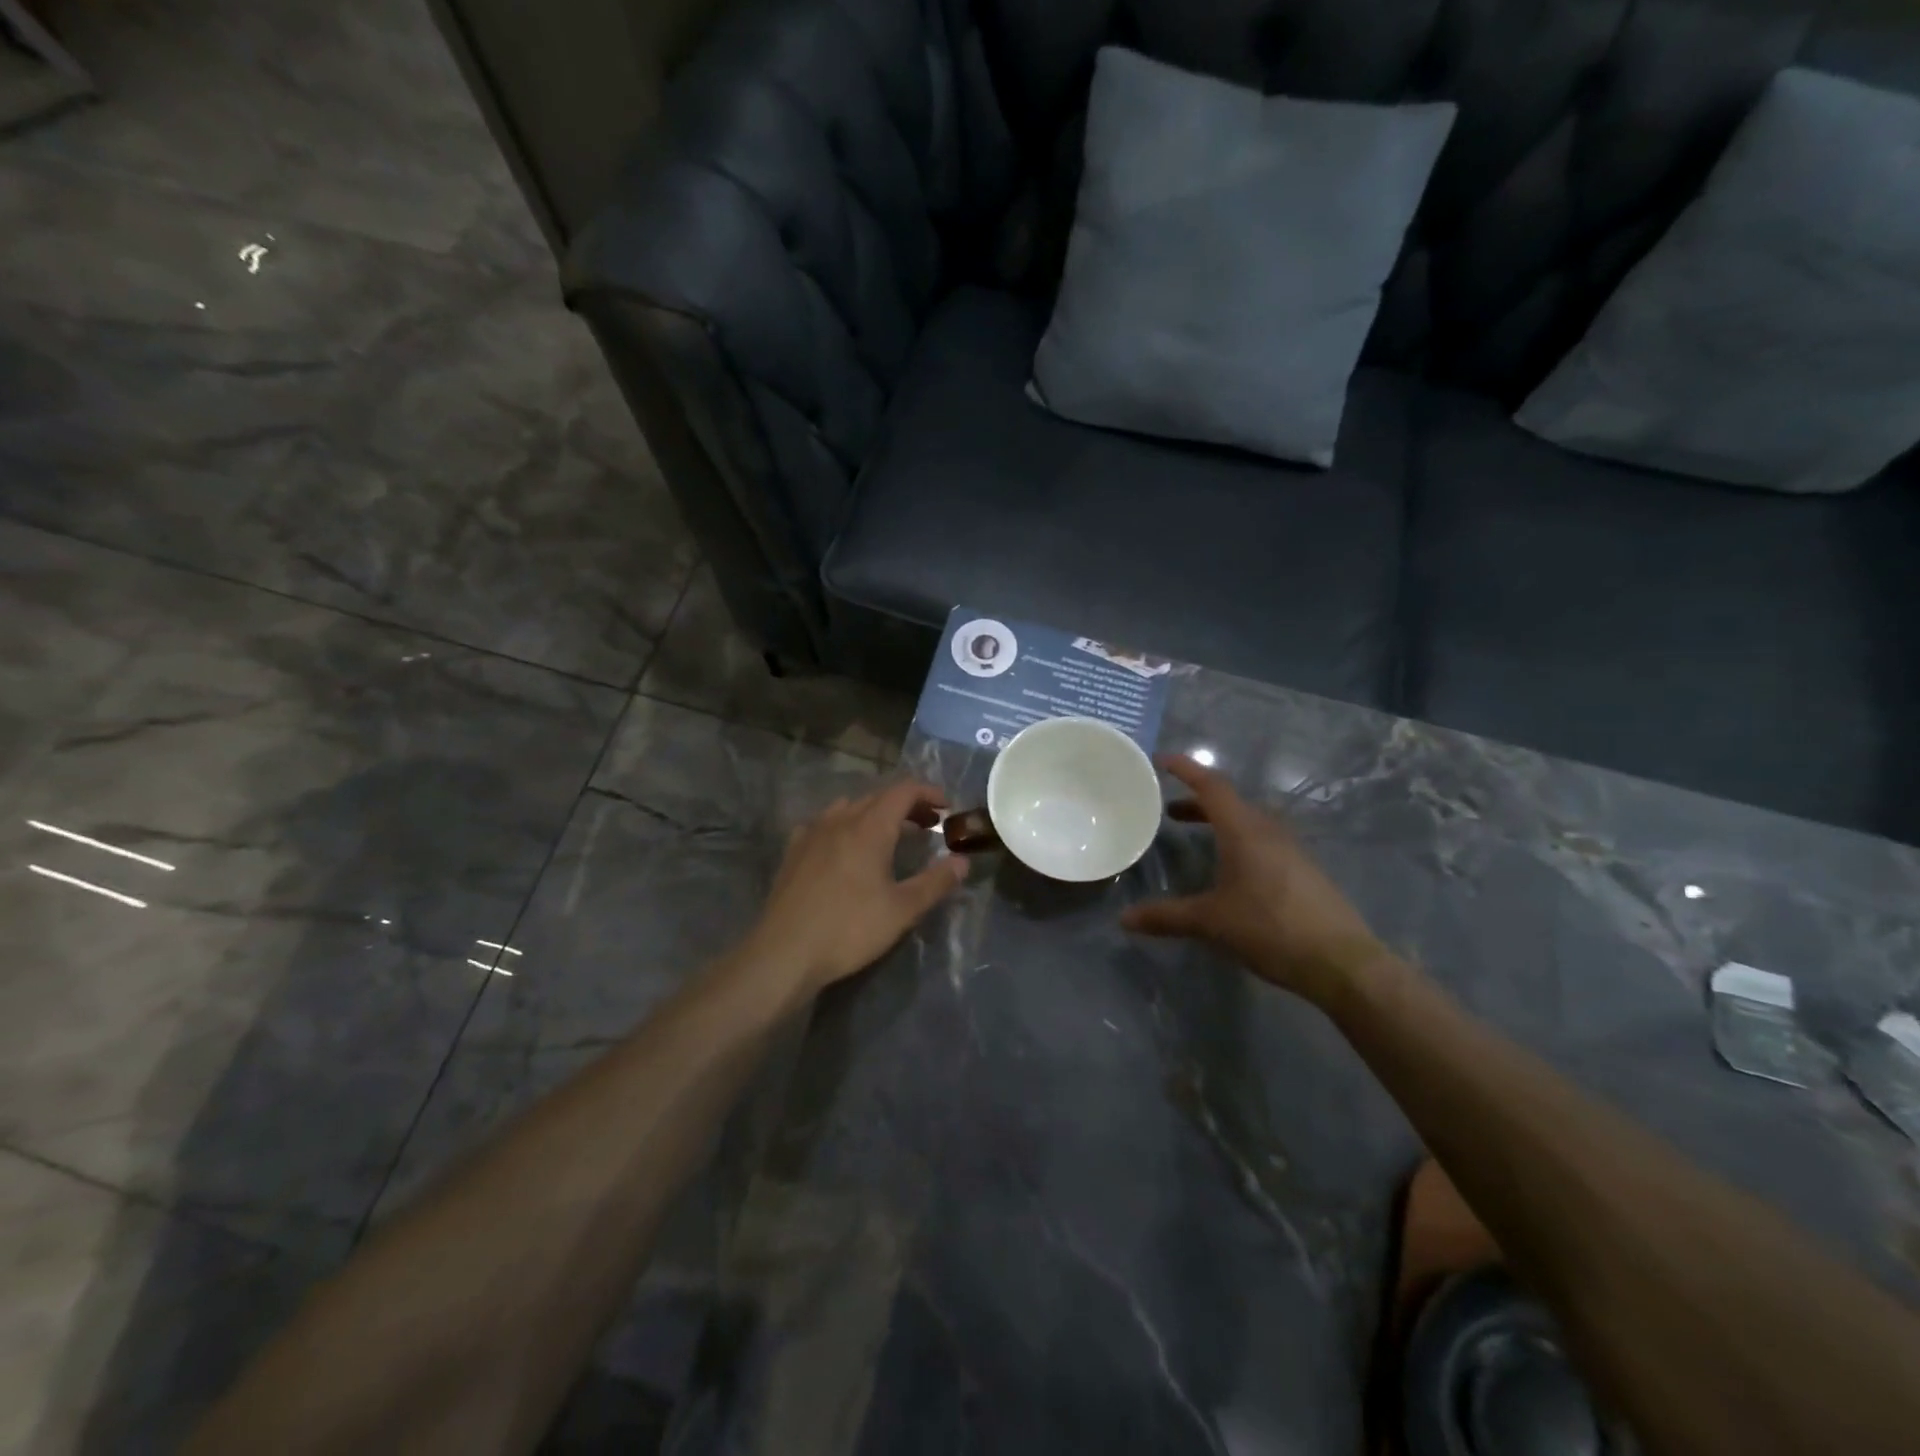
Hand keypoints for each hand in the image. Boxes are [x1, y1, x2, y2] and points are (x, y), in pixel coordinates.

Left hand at [739, 780, 968, 1002]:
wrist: (784, 952)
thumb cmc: (849, 929)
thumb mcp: (902, 910)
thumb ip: (936, 882)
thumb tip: (963, 862)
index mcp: (870, 827)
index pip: (903, 791)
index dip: (928, 792)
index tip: (947, 808)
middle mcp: (840, 820)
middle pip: (878, 797)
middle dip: (907, 805)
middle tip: (927, 824)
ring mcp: (812, 833)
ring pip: (850, 807)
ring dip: (875, 813)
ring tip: (889, 835)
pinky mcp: (793, 851)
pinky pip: (824, 824)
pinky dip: (845, 825)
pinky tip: (844, 848)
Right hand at [1122, 757, 1395, 1006]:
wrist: (1341, 962)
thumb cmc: (1270, 929)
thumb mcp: (1210, 922)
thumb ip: (1166, 916)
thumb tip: (1124, 918)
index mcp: (1244, 830)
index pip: (1211, 785)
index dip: (1185, 769)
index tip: (1160, 760)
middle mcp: (1268, 831)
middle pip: (1229, 802)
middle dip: (1197, 802)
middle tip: (1168, 811)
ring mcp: (1291, 850)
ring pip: (1248, 822)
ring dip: (1218, 822)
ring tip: (1195, 837)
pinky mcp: (1303, 871)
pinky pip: (1262, 841)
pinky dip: (1237, 841)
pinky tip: (1230, 870)